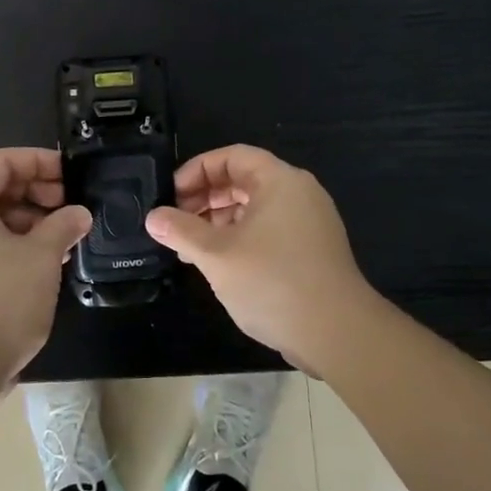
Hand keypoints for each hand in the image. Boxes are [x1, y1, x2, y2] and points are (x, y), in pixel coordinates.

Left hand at [0, 147, 92, 399]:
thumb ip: (63, 225)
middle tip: (71, 206)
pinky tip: (45, 260)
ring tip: (64, 235)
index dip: (38, 160)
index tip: (70, 174)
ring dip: (29, 220)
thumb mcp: (41, 257)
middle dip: (36, 191)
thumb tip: (79, 213)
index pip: (0, 161)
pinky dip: (13, 243)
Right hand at [146, 145, 373, 374]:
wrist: (337, 334)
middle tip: (176, 222)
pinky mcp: (312, 250)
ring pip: (255, 208)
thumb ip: (181, 231)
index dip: (197, 170)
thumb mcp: (216, 254)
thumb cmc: (273, 282)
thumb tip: (153, 217)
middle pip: (244, 180)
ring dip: (219, 221)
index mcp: (279, 181)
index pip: (232, 156)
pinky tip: (219, 264)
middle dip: (205, 197)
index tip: (171, 195)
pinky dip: (240, 237)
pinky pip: (269, 229)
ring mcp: (309, 223)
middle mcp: (298, 194)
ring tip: (191, 248)